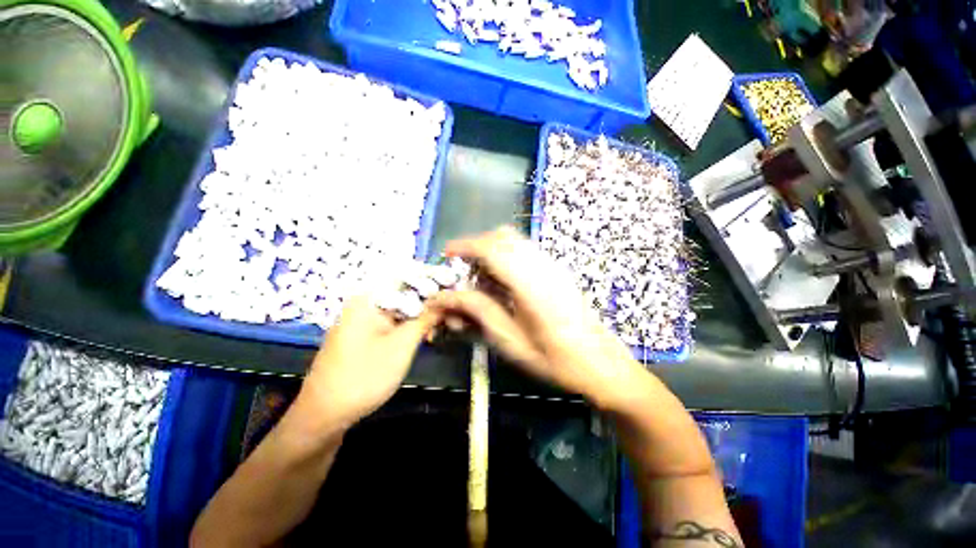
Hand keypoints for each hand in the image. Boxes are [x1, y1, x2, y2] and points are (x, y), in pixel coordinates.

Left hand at [297, 296, 439, 432]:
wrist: (323, 417)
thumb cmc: (365, 376)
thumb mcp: (402, 345)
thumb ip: (426, 319)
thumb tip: (445, 302)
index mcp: (368, 299)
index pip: (407, 279)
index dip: (431, 283)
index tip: (453, 289)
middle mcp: (362, 305)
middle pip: (403, 296)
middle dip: (427, 304)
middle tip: (450, 313)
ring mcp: (360, 321)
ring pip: (398, 311)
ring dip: (419, 317)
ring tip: (441, 324)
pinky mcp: (361, 336)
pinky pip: (389, 324)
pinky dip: (407, 328)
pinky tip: (423, 335)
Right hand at [427, 227, 645, 408]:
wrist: (600, 362)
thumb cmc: (555, 359)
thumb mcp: (510, 341)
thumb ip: (479, 311)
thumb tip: (449, 296)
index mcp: (530, 283)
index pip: (492, 248)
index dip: (465, 246)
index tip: (447, 254)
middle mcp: (543, 265)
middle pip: (504, 236)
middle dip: (478, 245)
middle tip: (464, 269)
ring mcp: (553, 265)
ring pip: (515, 241)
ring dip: (492, 251)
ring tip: (481, 278)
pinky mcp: (557, 270)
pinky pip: (525, 251)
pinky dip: (506, 257)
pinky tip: (503, 283)